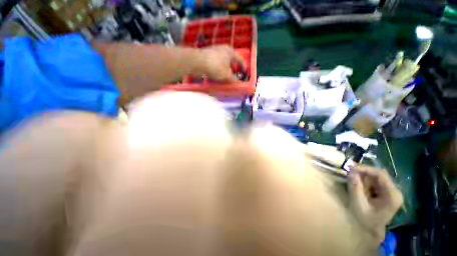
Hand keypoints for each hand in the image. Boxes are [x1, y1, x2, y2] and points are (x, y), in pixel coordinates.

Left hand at [196, 45, 246, 81]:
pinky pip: (216, 62)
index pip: (241, 59)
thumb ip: (234, 80)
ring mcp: (214, 51)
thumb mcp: (227, 75)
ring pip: (223, 61)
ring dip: (226, 68)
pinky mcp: (207, 55)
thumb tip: (239, 84)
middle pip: (232, 59)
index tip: (245, 73)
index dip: (244, 67)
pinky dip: (219, 68)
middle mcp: (223, 49)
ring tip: (226, 76)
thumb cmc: (215, 67)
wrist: (197, 62)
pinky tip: (217, 74)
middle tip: (236, 75)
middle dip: (234, 68)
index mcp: (230, 52)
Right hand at [348, 165, 402, 243]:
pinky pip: (375, 181)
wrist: (372, 230)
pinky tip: (361, 189)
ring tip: (355, 186)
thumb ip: (355, 188)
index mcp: (392, 195)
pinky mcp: (387, 192)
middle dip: (363, 174)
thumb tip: (350, 171)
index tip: (350, 167)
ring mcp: (392, 191)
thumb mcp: (358, 204)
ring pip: (376, 177)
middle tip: (350, 176)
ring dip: (363, 179)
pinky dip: (365, 182)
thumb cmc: (366, 219)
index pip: (380, 174)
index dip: (365, 168)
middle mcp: (395, 191)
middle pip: (378, 175)